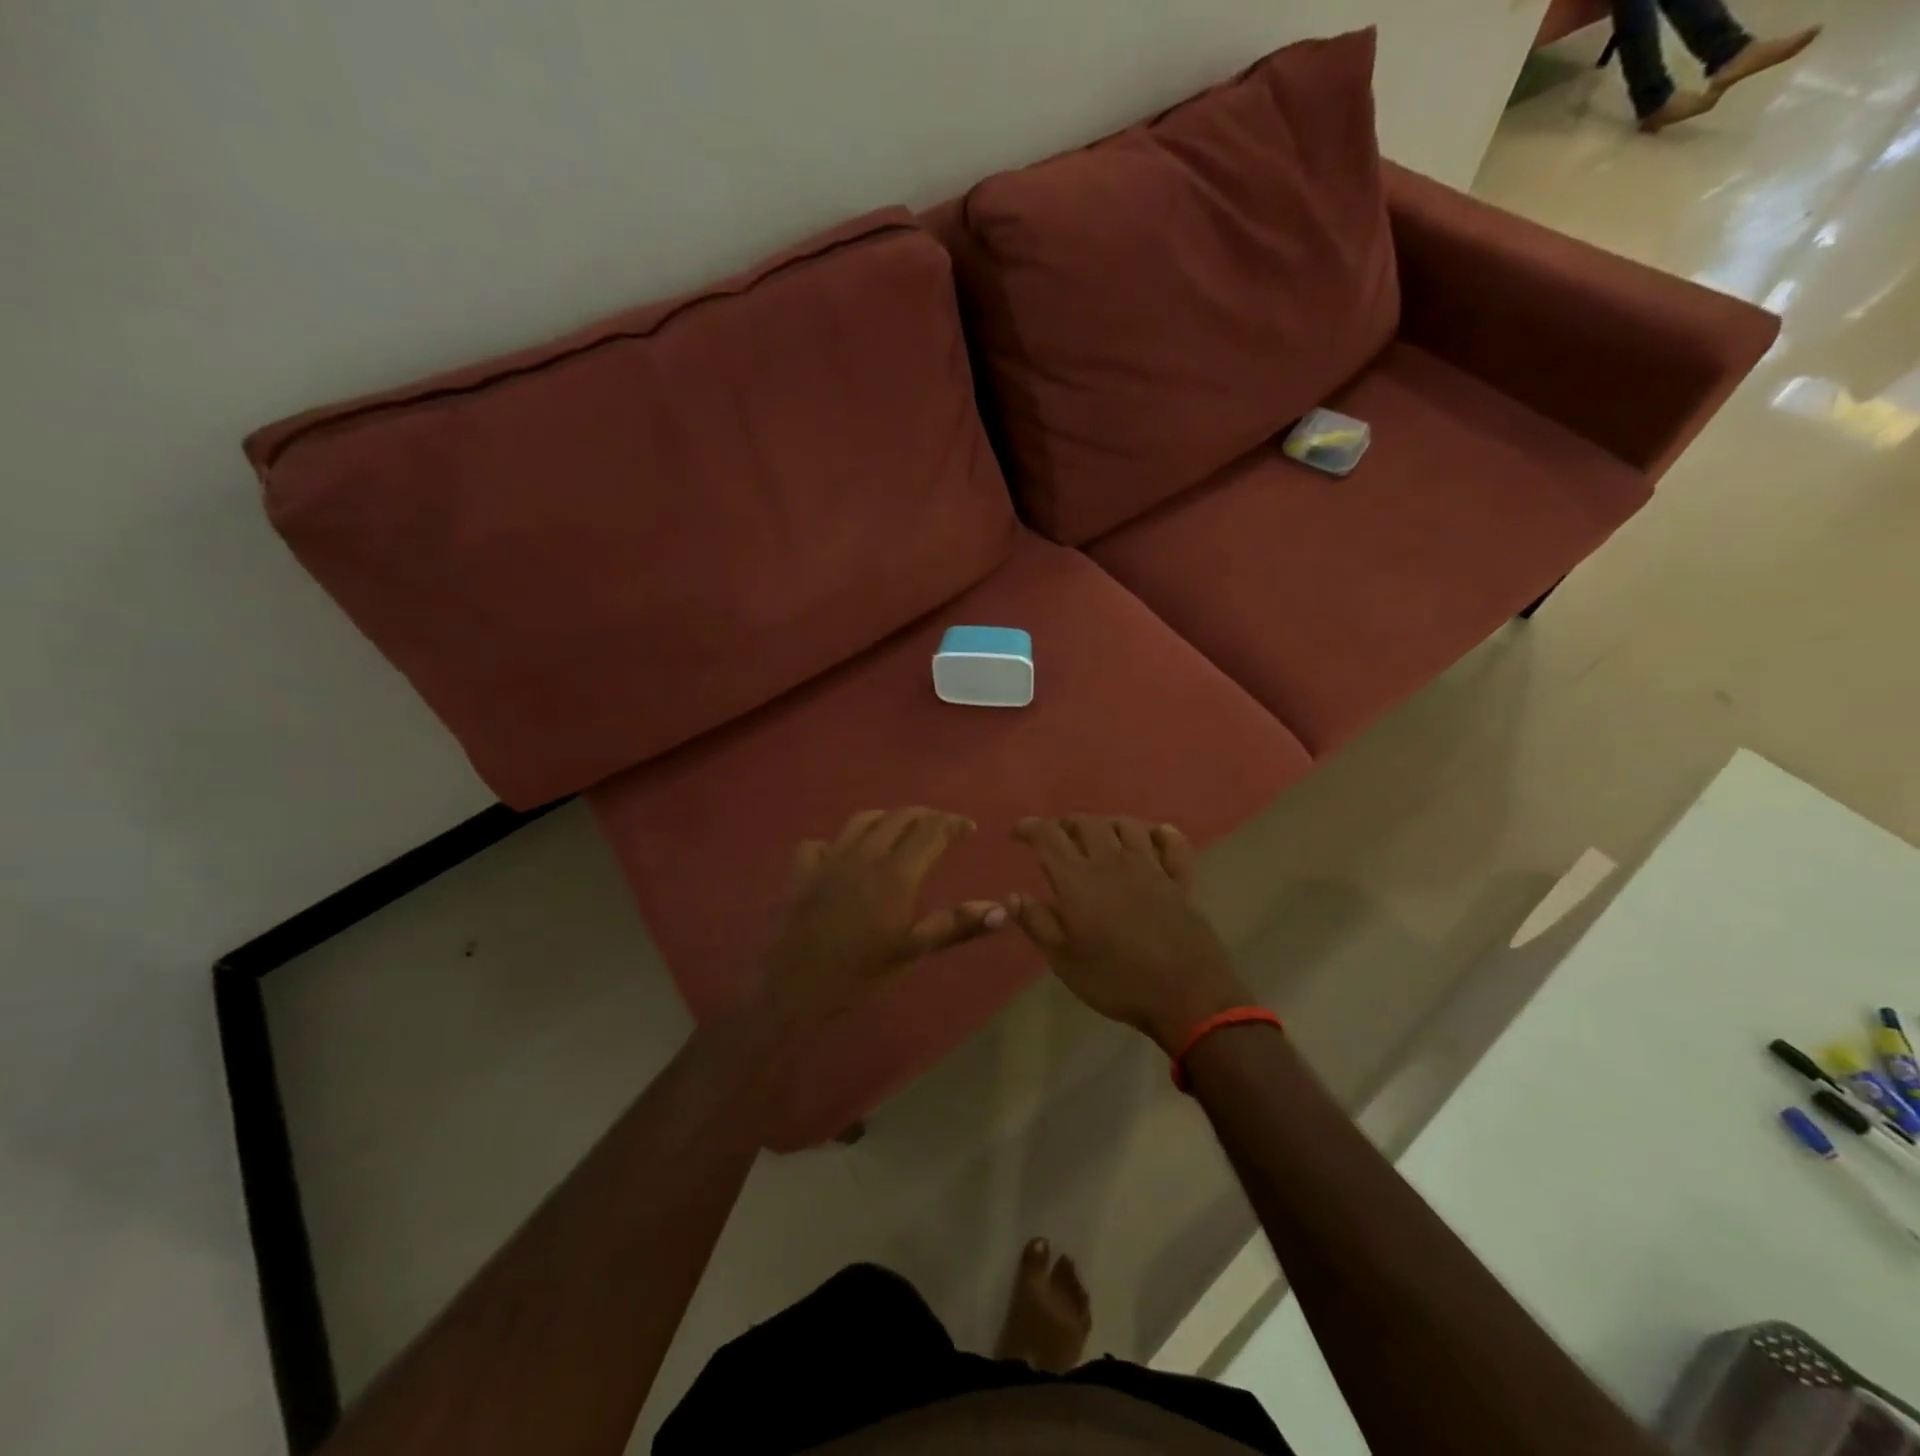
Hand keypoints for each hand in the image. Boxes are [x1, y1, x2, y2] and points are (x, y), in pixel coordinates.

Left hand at [749, 808, 1005, 1034]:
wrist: (793, 985)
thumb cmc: (860, 972)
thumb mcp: (913, 951)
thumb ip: (957, 925)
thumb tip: (1002, 910)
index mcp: (897, 872)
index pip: (932, 830)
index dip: (954, 823)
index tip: (969, 828)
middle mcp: (865, 853)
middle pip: (900, 817)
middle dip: (925, 816)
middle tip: (940, 827)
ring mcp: (831, 858)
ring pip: (862, 820)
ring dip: (886, 819)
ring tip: (898, 829)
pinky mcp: (803, 870)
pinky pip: (821, 842)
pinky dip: (837, 842)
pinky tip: (842, 855)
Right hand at [1009, 816, 1249, 1051]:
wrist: (1186, 995)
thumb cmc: (1116, 981)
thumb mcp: (1064, 961)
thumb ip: (1037, 923)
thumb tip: (1014, 895)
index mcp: (1078, 880)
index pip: (1049, 836)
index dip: (1030, 827)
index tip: (1018, 833)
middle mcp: (1112, 862)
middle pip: (1087, 823)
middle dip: (1067, 824)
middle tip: (1058, 838)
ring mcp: (1150, 868)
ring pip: (1127, 826)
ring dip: (1107, 824)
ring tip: (1099, 837)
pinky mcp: (1179, 881)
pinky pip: (1173, 845)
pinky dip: (1162, 835)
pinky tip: (1155, 836)